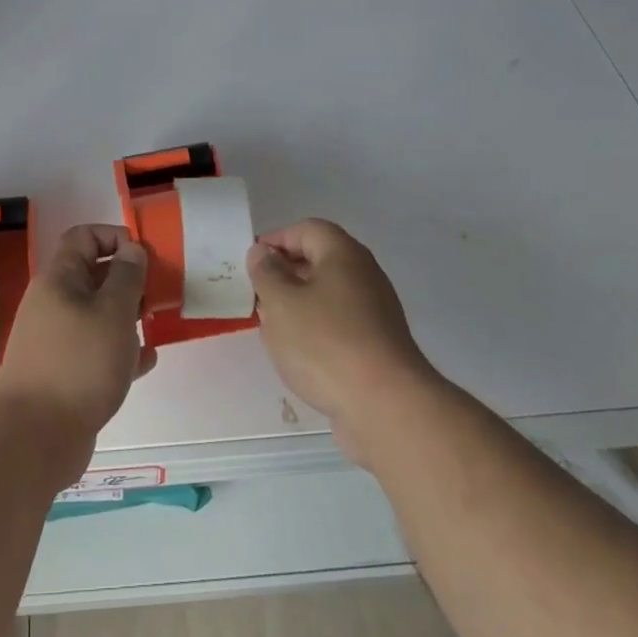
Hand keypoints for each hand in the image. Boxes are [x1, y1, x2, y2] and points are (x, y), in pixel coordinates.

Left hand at [0, 225, 155, 468]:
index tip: (143, 258)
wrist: (34, 437)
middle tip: (155, 298)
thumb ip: (127, 276)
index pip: (83, 237)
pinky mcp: (63, 373)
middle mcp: (53, 303)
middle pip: (92, 276)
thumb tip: (131, 249)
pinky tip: (145, 363)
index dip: (114, 237)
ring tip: (153, 328)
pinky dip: (119, 351)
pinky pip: (95, 350)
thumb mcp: (113, 312)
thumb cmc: (79, 363)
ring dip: (126, 317)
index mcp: (59, 279)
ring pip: (96, 315)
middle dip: (127, 281)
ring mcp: (55, 340)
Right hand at [248, 219, 435, 464]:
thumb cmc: (326, 343)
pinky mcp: (378, 345)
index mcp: (343, 254)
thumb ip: (266, 273)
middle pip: (319, 260)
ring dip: (298, 305)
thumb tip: (263, 253)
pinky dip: (316, 330)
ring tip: (273, 327)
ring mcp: (375, 311)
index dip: (276, 240)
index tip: (251, 263)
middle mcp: (365, 275)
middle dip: (285, 274)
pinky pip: (339, 324)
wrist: (386, 407)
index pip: (307, 229)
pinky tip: (299, 355)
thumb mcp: (281, 303)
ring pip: (328, 295)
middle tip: (257, 295)